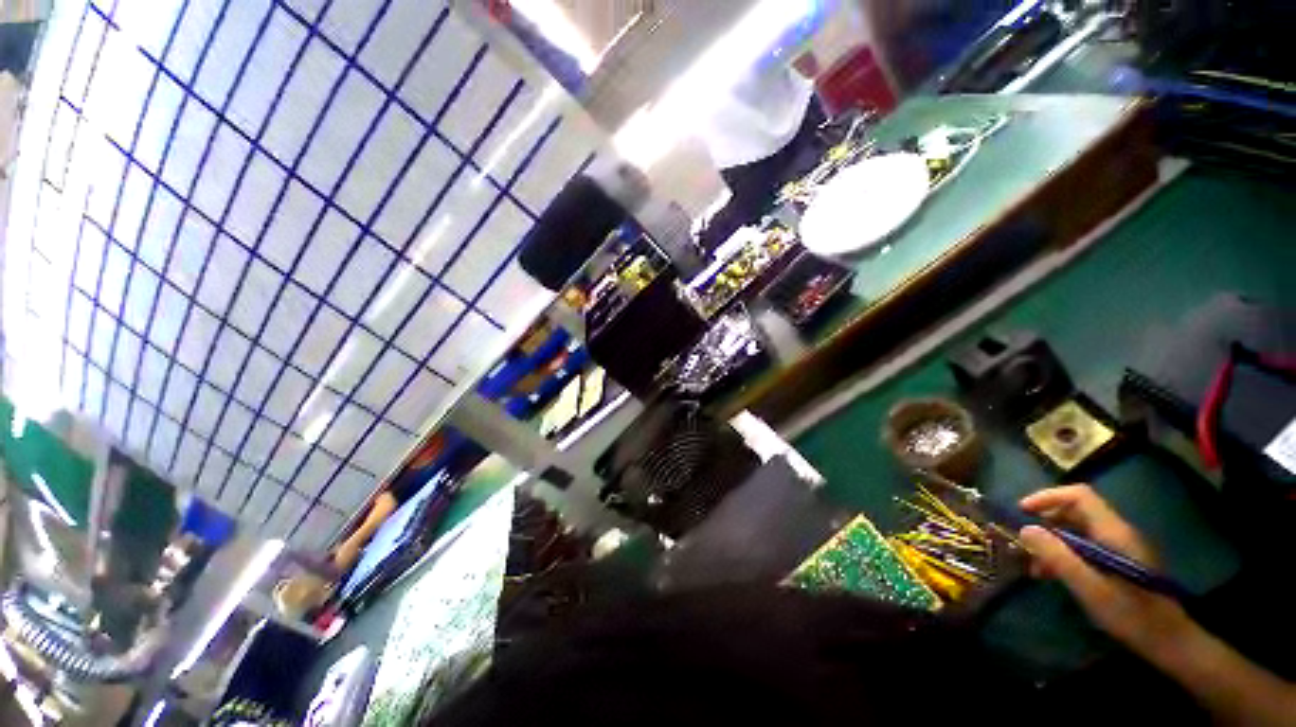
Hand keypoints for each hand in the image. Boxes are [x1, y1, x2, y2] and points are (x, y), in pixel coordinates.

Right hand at [1018, 485, 1191, 654]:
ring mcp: (1121, 548)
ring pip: (1078, 531)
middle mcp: (1118, 533)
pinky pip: (1086, 547)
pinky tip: (1056, 575)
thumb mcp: (1089, 587)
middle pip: (1076, 512)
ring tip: (1036, 567)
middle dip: (1046, 523)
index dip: (1048, 497)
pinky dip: (1066, 554)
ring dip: (1053, 543)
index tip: (1023, 511)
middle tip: (1025, 544)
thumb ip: (1058, 556)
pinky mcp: (1120, 563)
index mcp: (1113, 532)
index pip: (1079, 496)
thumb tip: (1025, 529)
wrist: (1169, 641)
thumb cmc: (1130, 613)